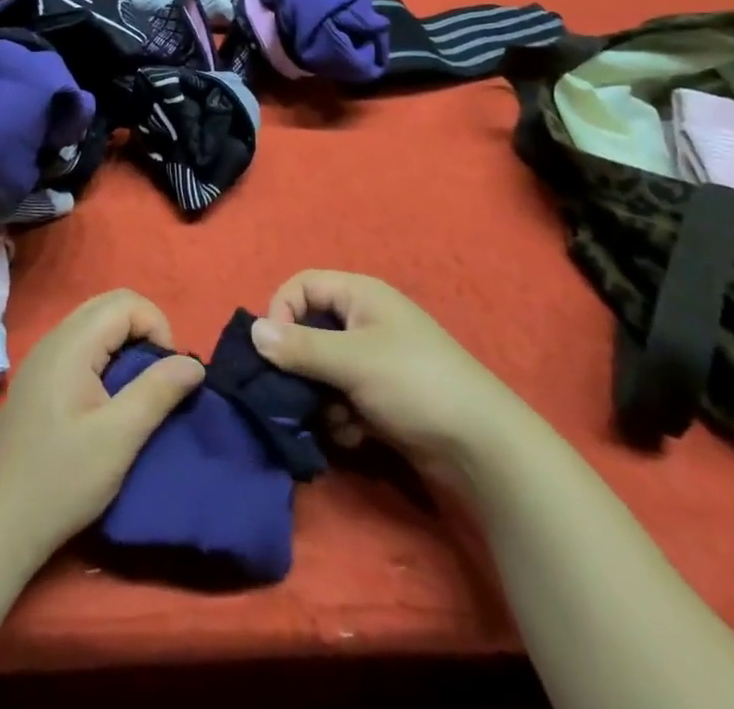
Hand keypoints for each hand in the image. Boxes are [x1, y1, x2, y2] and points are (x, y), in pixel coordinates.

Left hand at [0, 289, 204, 559]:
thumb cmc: (60, 481)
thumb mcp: (119, 439)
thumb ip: (158, 392)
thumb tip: (193, 362)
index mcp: (71, 344)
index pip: (127, 302)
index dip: (157, 328)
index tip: (166, 375)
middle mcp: (54, 338)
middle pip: (110, 304)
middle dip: (144, 330)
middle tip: (157, 377)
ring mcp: (42, 358)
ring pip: (95, 323)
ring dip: (125, 344)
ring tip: (138, 390)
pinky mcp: (38, 379)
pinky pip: (81, 345)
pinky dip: (106, 356)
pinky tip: (108, 400)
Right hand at [250, 270, 505, 480]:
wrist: (482, 447)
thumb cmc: (414, 383)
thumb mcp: (352, 361)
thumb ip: (300, 347)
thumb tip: (251, 330)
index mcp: (360, 295)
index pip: (301, 286)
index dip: (281, 312)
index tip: (273, 351)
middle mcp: (364, 321)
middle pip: (309, 331)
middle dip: (299, 366)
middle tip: (293, 394)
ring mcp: (374, 361)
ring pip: (322, 370)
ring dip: (320, 398)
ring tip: (336, 420)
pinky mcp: (380, 398)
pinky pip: (341, 398)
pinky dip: (341, 417)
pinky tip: (355, 436)